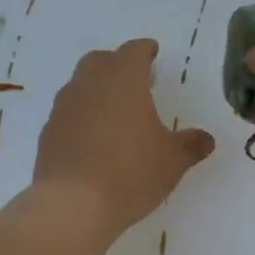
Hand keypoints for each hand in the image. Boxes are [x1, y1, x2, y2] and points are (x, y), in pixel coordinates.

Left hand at [32, 39, 215, 239]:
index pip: (134, 51)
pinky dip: (81, 117)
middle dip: (117, 65)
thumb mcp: (172, 162)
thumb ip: (190, 145)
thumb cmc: (130, 173)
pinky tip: (92, 139)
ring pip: (80, 85)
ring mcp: (64, 107)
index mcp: (123, 79)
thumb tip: (206, 139)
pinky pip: (68, 114)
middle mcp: (89, 84)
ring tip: (113, 111)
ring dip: (96, 91)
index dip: (145, 50)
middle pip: (101, 61)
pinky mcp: (48, 133)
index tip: (152, 52)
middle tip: (133, 80)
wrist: (73, 204)